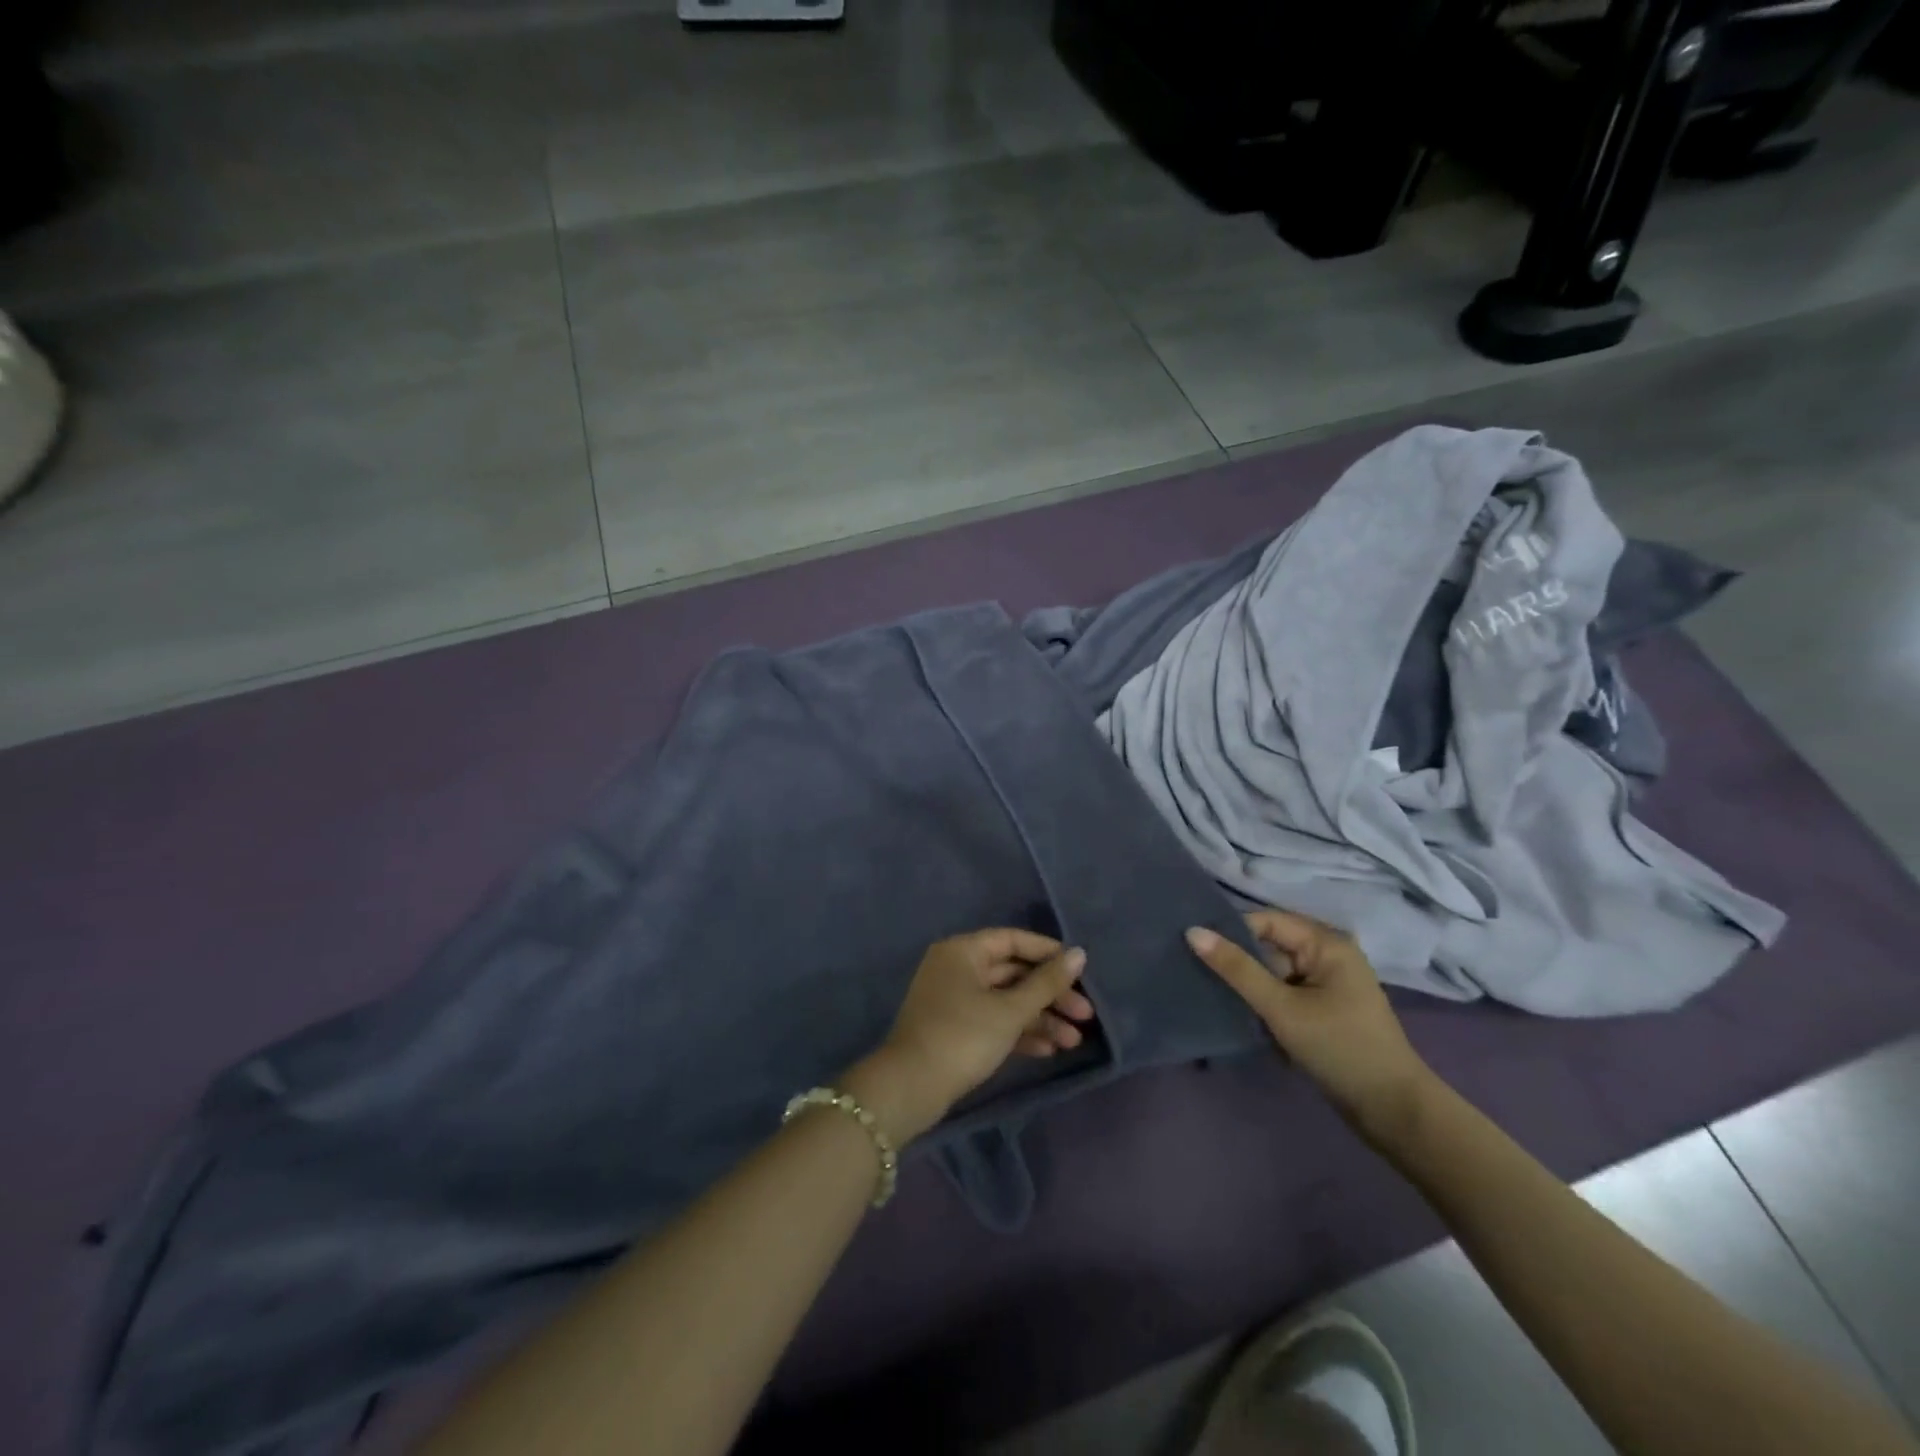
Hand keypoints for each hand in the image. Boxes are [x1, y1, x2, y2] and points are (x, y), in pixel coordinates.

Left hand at [844, 930, 1092, 1145]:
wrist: (911, 1088)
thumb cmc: (963, 1036)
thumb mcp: (1010, 1010)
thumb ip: (1047, 982)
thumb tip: (1079, 954)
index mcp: (963, 951)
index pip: (1012, 940)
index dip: (1048, 952)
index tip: (1081, 970)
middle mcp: (957, 968)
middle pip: (1012, 973)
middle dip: (1050, 995)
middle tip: (1085, 1015)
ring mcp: (954, 1000)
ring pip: (1005, 1000)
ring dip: (1039, 1018)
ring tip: (1074, 1041)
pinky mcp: (955, 1029)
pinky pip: (993, 1021)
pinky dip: (1019, 1032)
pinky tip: (1049, 1050)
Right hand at [1186, 911, 1434, 1141]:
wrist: (1393, 1111)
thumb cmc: (1339, 1049)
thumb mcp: (1281, 1008)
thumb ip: (1236, 969)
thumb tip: (1192, 931)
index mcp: (1326, 942)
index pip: (1265, 921)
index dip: (1230, 931)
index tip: (1192, 947)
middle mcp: (1328, 954)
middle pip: (1269, 945)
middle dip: (1238, 960)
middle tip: (1196, 972)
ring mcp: (1327, 982)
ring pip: (1273, 971)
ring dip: (1249, 985)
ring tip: (1212, 993)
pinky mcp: (1324, 1008)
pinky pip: (1284, 992)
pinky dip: (1264, 1001)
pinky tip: (1241, 1014)